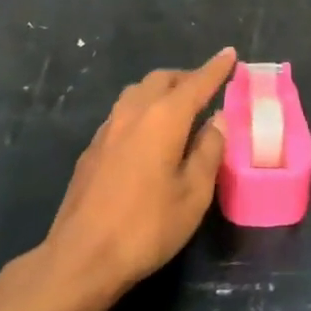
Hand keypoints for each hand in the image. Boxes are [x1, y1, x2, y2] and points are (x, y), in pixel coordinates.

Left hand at [41, 48, 235, 302]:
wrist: (81, 257)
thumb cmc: (146, 227)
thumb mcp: (193, 195)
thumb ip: (209, 152)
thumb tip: (217, 121)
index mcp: (164, 118)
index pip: (196, 83)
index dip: (216, 68)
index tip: (230, 53)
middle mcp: (134, 112)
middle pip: (163, 79)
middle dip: (186, 78)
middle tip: (206, 89)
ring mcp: (108, 128)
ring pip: (138, 92)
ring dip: (161, 91)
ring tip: (178, 109)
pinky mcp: (92, 148)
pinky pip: (123, 112)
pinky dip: (143, 109)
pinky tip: (148, 136)